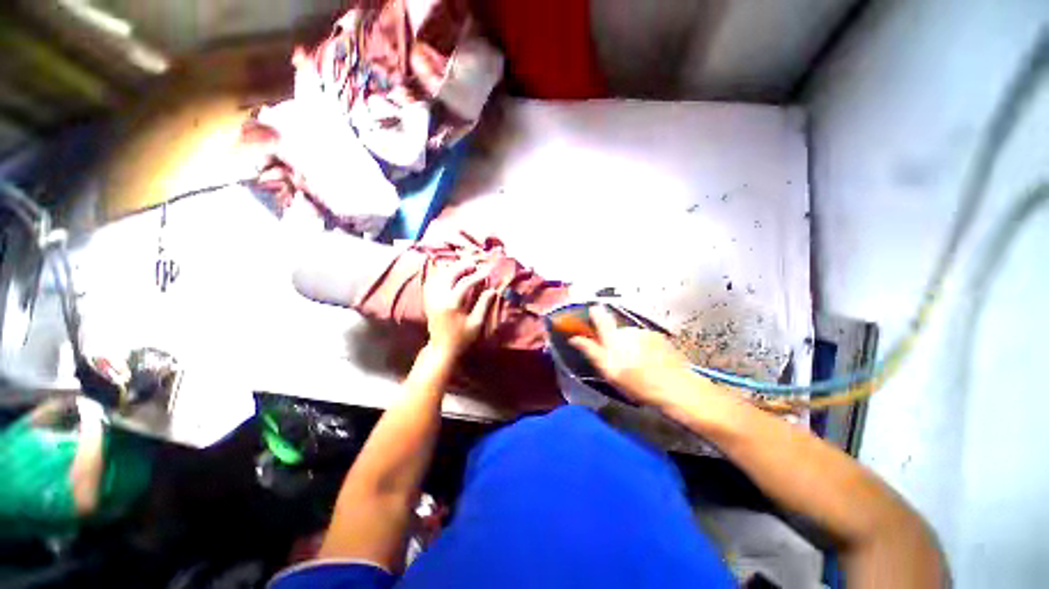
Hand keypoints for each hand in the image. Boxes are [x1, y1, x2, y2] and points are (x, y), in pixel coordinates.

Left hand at [423, 261, 497, 356]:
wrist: (442, 349)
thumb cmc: (462, 338)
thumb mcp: (476, 323)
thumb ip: (483, 305)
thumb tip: (493, 290)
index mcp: (452, 304)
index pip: (465, 283)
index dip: (477, 276)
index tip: (487, 272)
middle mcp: (439, 298)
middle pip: (449, 274)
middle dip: (462, 267)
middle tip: (474, 264)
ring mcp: (431, 298)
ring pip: (439, 276)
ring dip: (451, 269)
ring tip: (464, 267)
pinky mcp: (428, 300)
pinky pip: (432, 282)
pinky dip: (441, 274)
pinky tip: (449, 273)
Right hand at [568, 305, 695, 408]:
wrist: (676, 387)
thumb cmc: (637, 383)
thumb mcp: (609, 372)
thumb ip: (591, 351)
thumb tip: (574, 339)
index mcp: (613, 337)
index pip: (600, 317)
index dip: (594, 314)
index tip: (592, 314)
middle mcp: (629, 330)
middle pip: (616, 330)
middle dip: (614, 341)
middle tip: (619, 361)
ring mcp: (646, 333)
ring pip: (631, 336)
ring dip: (630, 345)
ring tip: (637, 365)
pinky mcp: (659, 338)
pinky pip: (645, 339)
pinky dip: (644, 347)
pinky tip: (650, 362)